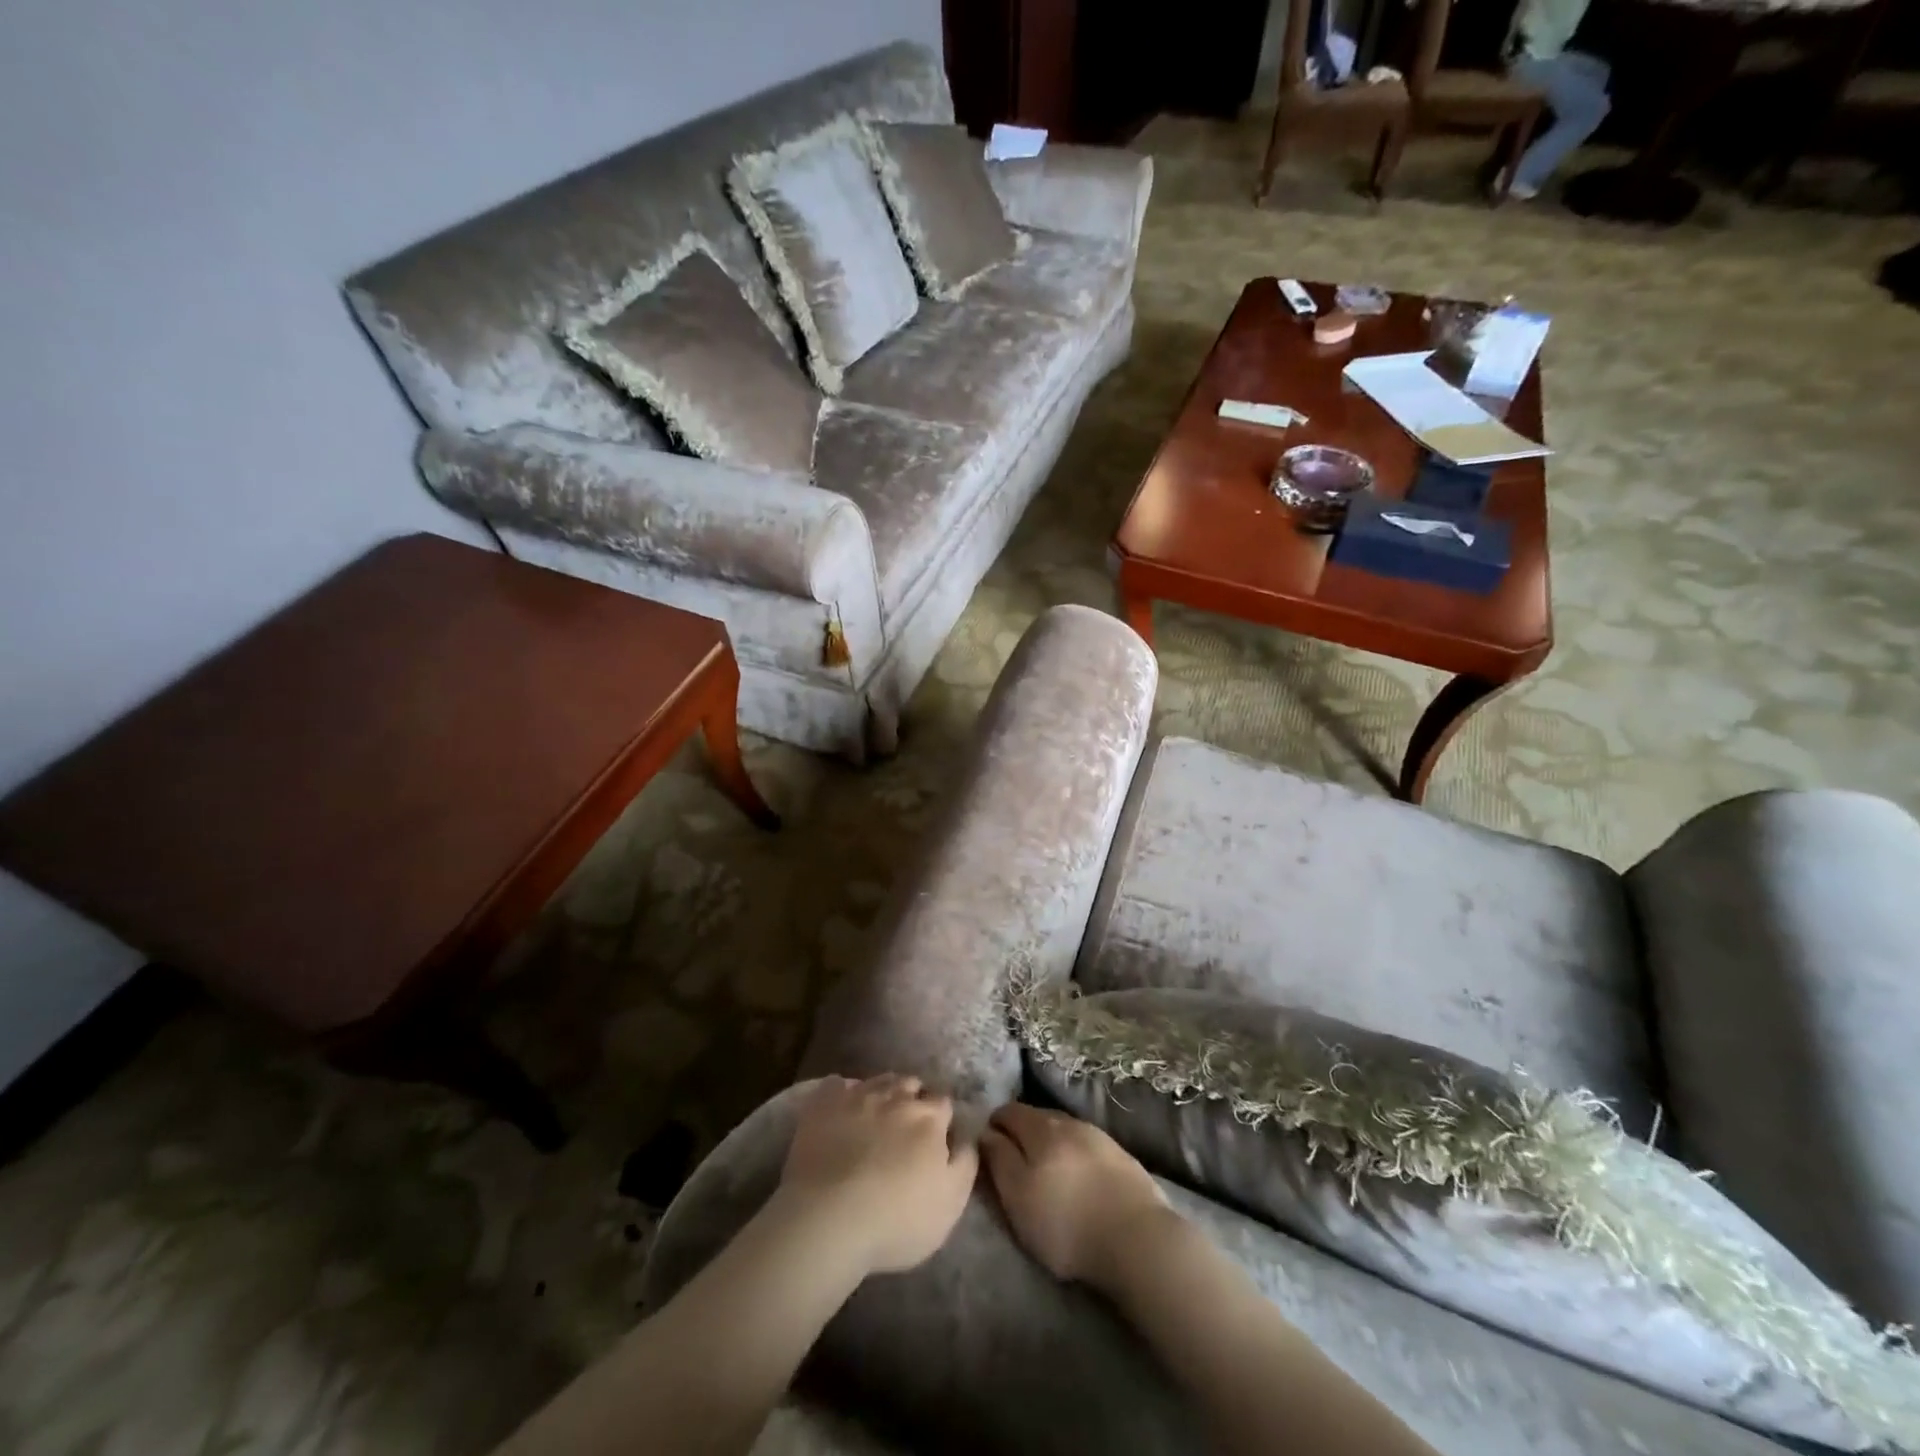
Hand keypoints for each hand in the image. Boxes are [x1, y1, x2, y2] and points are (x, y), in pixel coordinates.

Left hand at [774, 1075, 978, 1277]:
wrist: (828, 1219)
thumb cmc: (896, 1219)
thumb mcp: (950, 1204)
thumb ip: (965, 1164)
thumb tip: (969, 1137)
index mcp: (929, 1118)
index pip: (944, 1103)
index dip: (942, 1118)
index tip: (938, 1135)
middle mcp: (895, 1097)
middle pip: (911, 1084)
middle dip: (913, 1098)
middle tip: (907, 1124)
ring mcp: (857, 1095)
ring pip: (878, 1080)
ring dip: (883, 1092)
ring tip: (878, 1113)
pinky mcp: (823, 1103)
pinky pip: (837, 1084)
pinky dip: (843, 1092)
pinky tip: (842, 1107)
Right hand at [981, 1102, 1172, 1289]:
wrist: (1138, 1240)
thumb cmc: (1066, 1224)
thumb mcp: (1018, 1197)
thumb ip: (998, 1160)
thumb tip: (985, 1133)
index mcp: (1041, 1128)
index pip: (1009, 1111)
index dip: (994, 1125)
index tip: (988, 1146)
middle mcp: (1070, 1122)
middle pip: (1038, 1117)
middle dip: (1022, 1132)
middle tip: (1015, 1161)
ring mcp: (1100, 1137)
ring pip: (1065, 1131)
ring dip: (1051, 1143)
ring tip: (1047, 1170)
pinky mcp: (1123, 1158)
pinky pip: (1088, 1147)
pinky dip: (1075, 1155)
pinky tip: (1078, 1177)